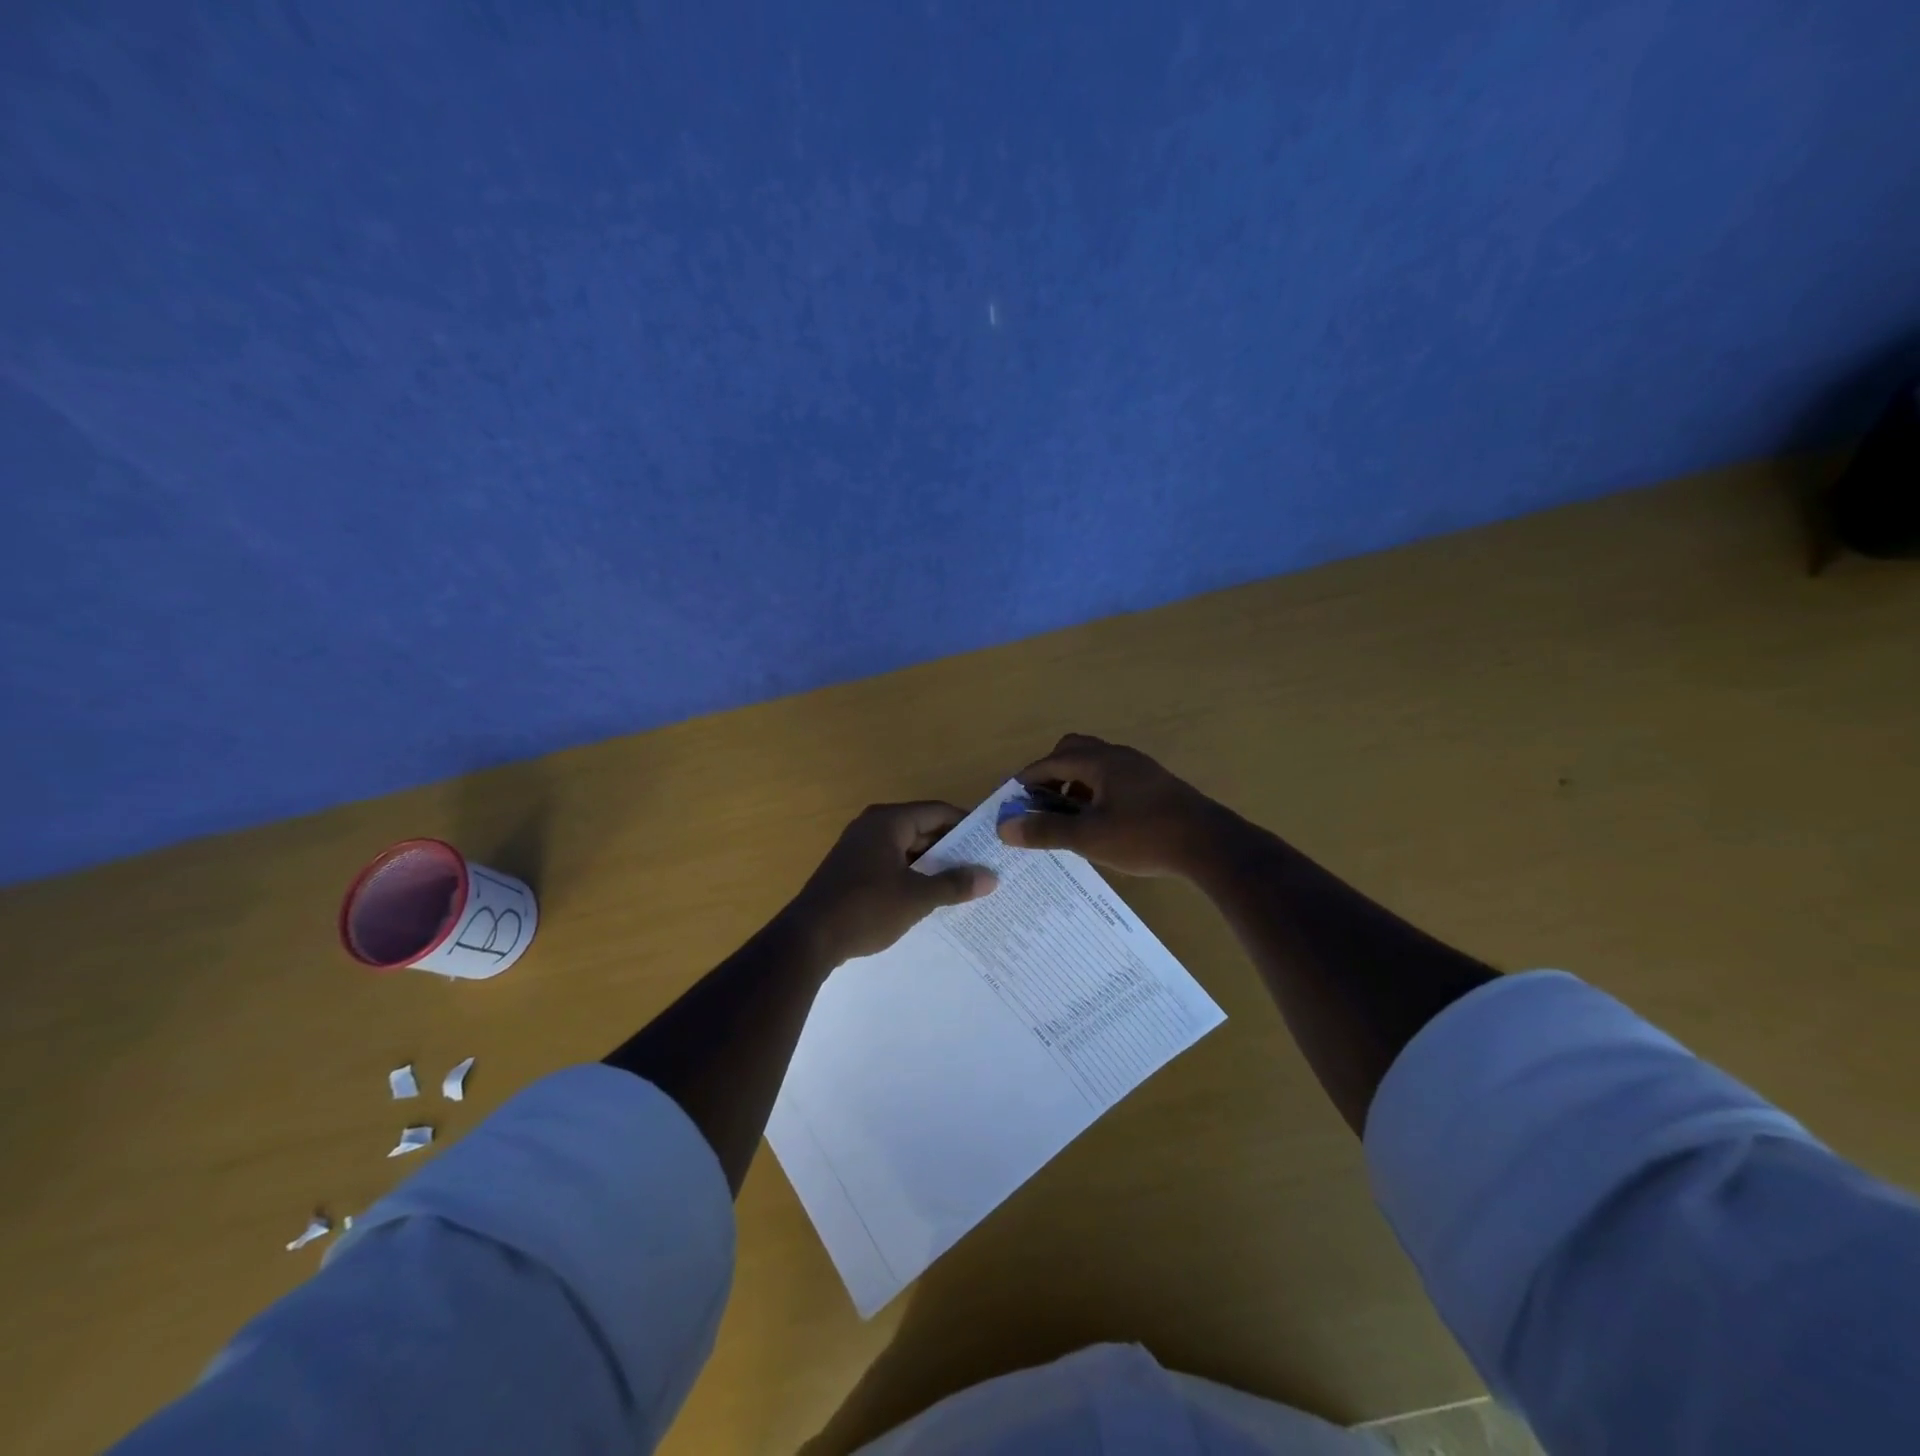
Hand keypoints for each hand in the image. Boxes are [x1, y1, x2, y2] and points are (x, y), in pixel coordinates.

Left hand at [786, 802, 997, 963]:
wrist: (808, 939)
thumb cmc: (865, 908)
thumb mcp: (916, 898)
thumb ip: (954, 885)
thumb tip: (990, 877)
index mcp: (888, 821)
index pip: (937, 812)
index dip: (966, 825)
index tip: (991, 841)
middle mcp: (873, 826)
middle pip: (922, 828)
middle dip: (952, 848)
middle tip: (984, 865)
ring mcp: (859, 848)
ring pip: (907, 848)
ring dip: (933, 864)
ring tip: (965, 882)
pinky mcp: (852, 870)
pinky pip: (892, 864)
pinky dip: (913, 874)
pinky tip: (931, 895)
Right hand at [996, 733, 1222, 877]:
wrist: (1210, 845)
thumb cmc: (1145, 837)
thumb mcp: (1089, 838)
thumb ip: (1046, 830)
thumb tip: (1005, 827)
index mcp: (1100, 762)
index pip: (1052, 761)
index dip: (1028, 778)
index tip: (1011, 797)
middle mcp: (1119, 756)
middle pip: (1074, 751)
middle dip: (1051, 773)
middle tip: (1040, 803)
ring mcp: (1140, 769)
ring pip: (1096, 764)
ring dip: (1074, 783)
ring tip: (1067, 815)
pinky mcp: (1155, 785)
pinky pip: (1113, 777)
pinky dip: (1095, 791)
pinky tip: (1099, 820)